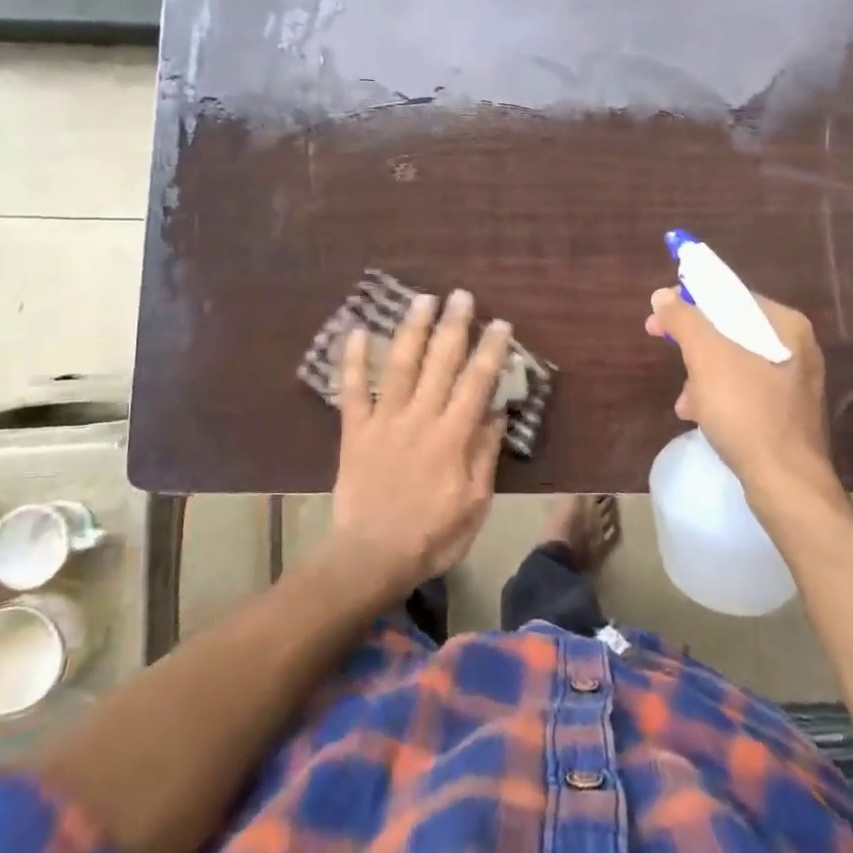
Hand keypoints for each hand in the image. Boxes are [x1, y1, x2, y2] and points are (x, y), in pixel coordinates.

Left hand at [329, 289, 512, 596]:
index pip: (476, 383)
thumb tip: (496, 412)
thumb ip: (484, 456)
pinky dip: (353, 360)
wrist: (371, 558)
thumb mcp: (474, 505)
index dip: (490, 350)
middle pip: (440, 363)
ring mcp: (384, 421)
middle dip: (453, 326)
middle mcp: (420, 418)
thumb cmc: (431, 537)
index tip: (500, 323)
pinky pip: (352, 390)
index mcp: (452, 437)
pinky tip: (357, 331)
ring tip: (422, 299)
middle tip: (461, 295)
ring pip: (400, 365)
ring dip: (412, 329)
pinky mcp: (354, 430)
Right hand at [645, 287, 837, 501]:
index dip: (690, 300)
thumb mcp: (706, 356)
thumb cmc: (746, 410)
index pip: (730, 296)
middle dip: (694, 343)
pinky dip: (719, 395)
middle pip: (731, 329)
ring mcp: (793, 381)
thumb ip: (683, 319)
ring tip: (685, 399)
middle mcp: (796, 347)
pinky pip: (744, 389)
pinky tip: (699, 415)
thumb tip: (663, 295)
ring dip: (702, 374)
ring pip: (734, 361)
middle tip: (662, 344)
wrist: (785, 482)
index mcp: (785, 325)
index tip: (660, 316)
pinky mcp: (786, 412)